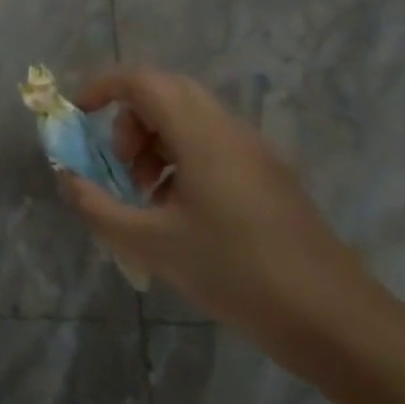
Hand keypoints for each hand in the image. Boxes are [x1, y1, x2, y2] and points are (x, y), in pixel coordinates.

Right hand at [59, 65, 376, 361]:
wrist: (336, 323)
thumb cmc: (236, 274)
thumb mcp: (151, 244)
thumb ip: (97, 207)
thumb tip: (68, 178)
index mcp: (202, 135)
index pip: (142, 80)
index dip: (102, 87)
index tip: (78, 115)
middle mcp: (229, 130)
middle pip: (166, 92)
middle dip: (129, 118)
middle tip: (118, 163)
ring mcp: (255, 152)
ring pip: (189, 118)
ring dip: (155, 141)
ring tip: (147, 196)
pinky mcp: (269, 176)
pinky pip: (212, 143)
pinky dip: (181, 159)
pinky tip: (180, 213)